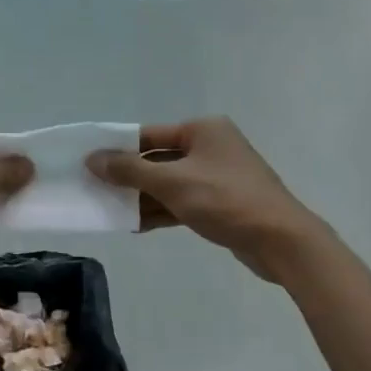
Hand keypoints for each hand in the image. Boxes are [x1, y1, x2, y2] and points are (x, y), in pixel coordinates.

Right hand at [86, 118, 324, 282]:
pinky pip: (182, 201)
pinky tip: (135, 225)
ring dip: (142, 197)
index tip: (89, 164)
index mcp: (202, 130)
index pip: (148, 135)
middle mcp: (211, 147)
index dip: (117, 149)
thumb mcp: (172, 182)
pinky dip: (161, 211)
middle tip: (94, 190)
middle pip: (157, 159)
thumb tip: (93, 158)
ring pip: (169, 183)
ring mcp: (217, 176)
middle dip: (128, 177)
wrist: (280, 240)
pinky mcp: (221, 203)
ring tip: (109, 211)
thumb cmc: (225, 200)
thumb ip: (130, 170)